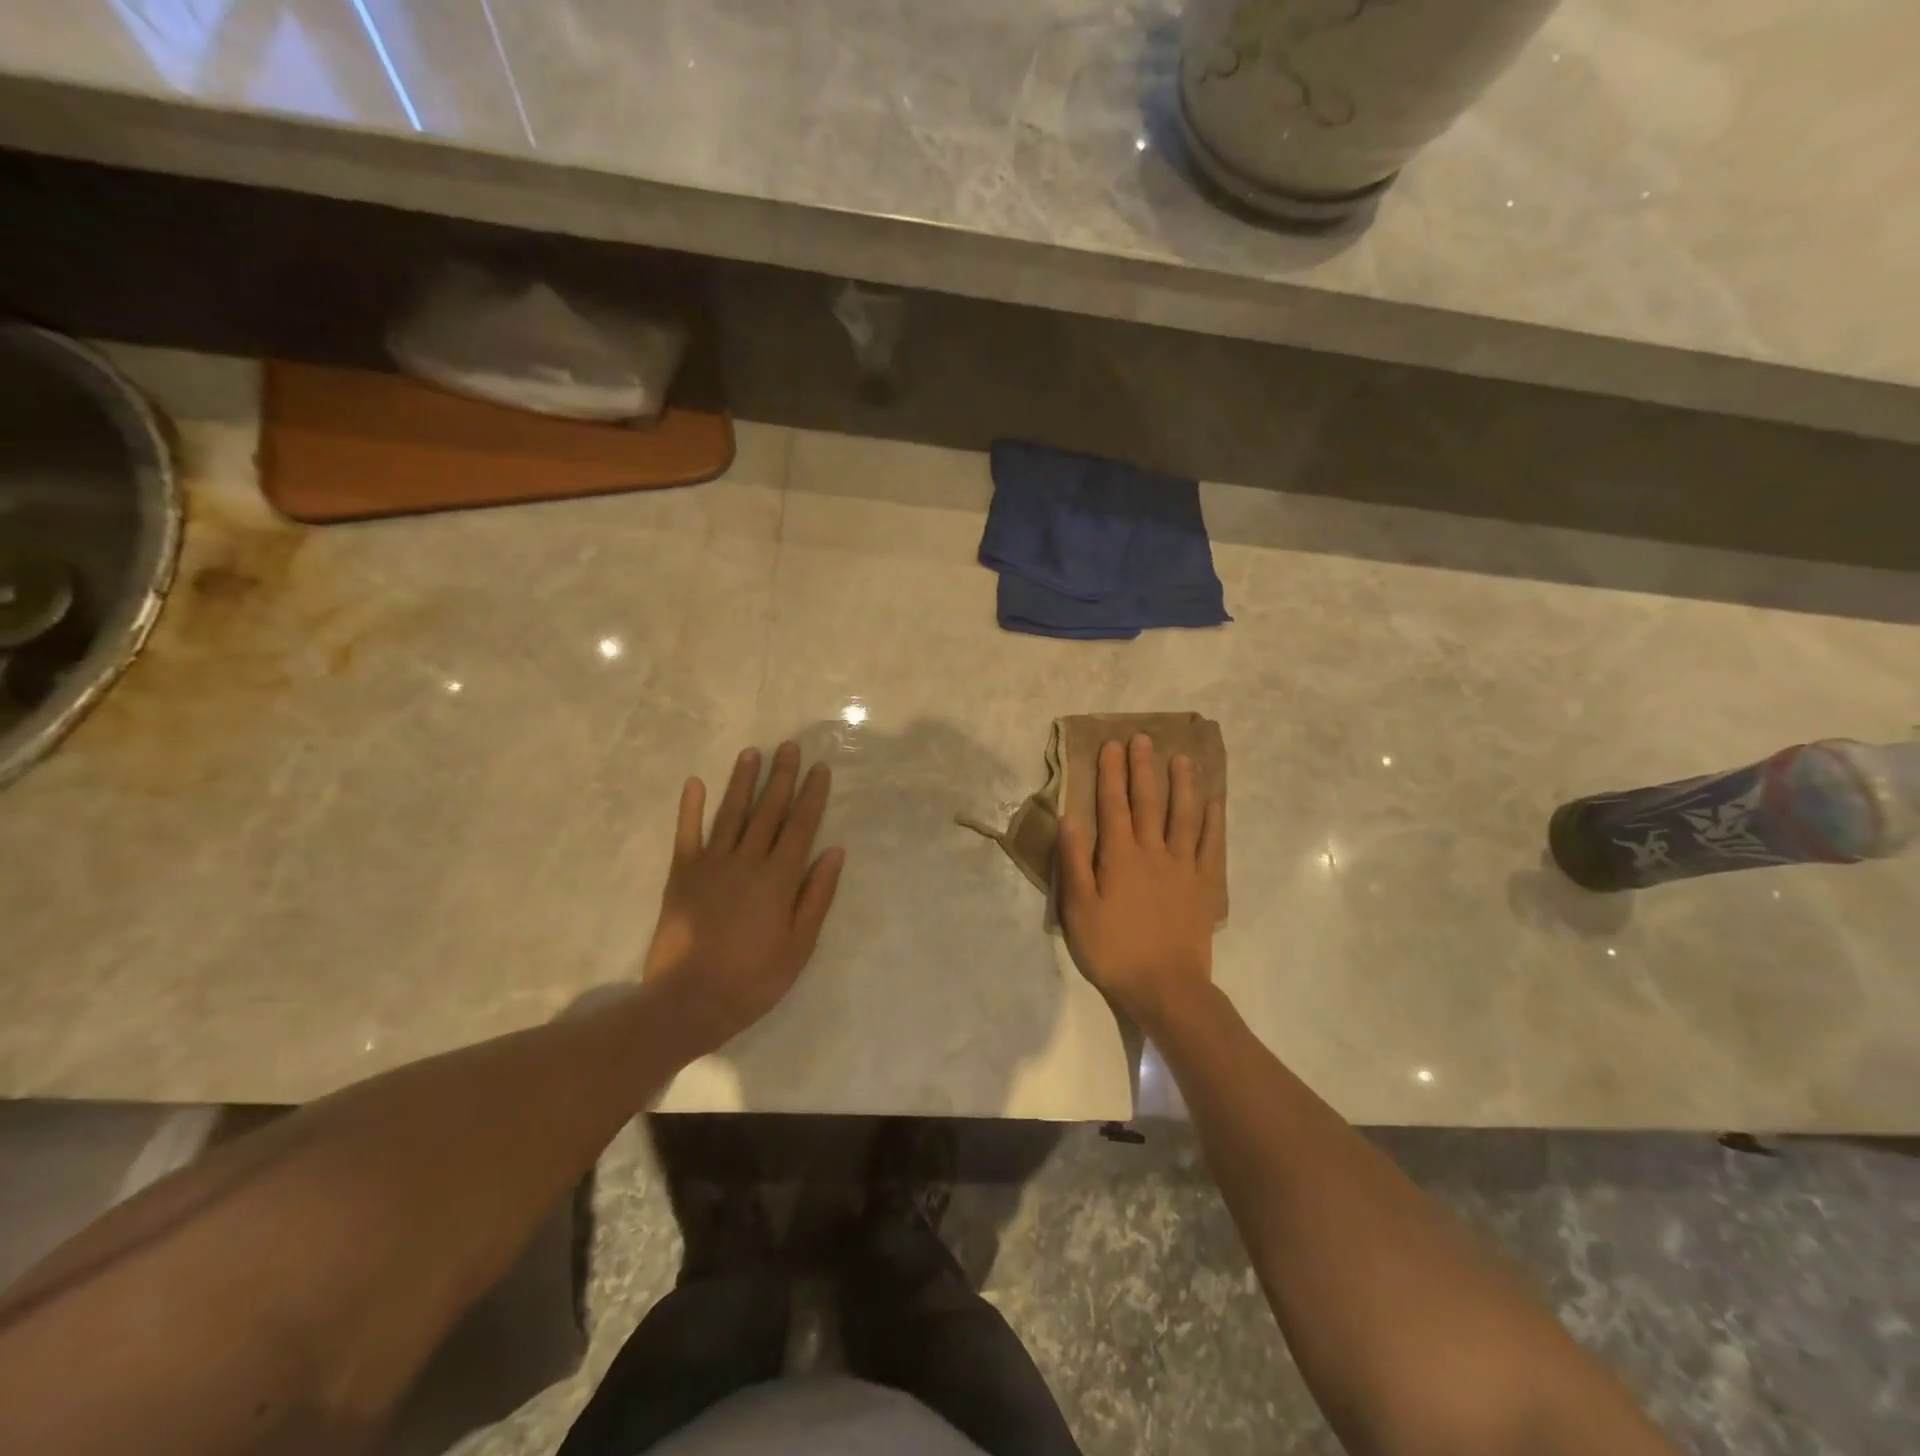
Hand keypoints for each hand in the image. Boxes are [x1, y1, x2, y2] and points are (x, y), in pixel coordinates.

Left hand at [643, 742, 845, 1053]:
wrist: (689, 1001)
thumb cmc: (753, 979)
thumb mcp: (800, 946)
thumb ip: (817, 896)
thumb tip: (834, 851)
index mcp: (779, 878)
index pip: (801, 826)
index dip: (811, 795)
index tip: (819, 768)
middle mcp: (747, 861)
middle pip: (768, 811)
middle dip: (781, 777)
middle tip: (789, 747)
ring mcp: (712, 864)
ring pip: (731, 813)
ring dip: (742, 781)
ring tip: (752, 753)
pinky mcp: (682, 875)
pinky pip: (687, 834)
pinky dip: (691, 808)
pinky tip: (695, 783)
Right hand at [1057, 733, 1224, 1031]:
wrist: (1165, 986)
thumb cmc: (1114, 949)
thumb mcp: (1079, 909)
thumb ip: (1074, 861)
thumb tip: (1070, 817)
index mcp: (1120, 856)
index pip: (1113, 805)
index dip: (1111, 773)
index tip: (1111, 746)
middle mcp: (1153, 851)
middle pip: (1149, 801)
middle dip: (1144, 768)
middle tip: (1143, 739)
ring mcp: (1184, 866)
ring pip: (1185, 815)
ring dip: (1183, 784)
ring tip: (1182, 758)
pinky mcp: (1205, 884)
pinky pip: (1211, 845)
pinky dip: (1213, 821)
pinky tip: (1214, 802)